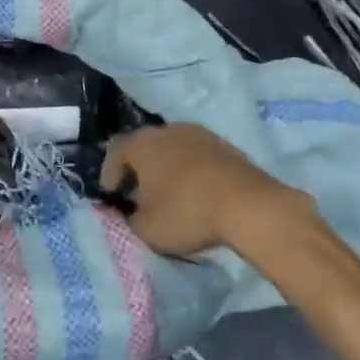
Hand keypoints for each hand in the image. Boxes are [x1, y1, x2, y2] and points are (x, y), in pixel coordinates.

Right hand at [101, 123, 318, 258]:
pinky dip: (192, 172)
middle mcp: (166, 130)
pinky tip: (198, 194)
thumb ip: (128, 219)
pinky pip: (197, 157)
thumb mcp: (146, 229)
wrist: (248, 204)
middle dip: (139, 171)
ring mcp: (198, 134)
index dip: (110, 176)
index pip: (115, 153)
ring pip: (172, 150)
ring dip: (167, 170)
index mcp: (140, 144)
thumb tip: (130, 213)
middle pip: (144, 148)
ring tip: (170, 196)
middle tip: (139, 196)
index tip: (113, 198)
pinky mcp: (224, 145)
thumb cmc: (186, 212)